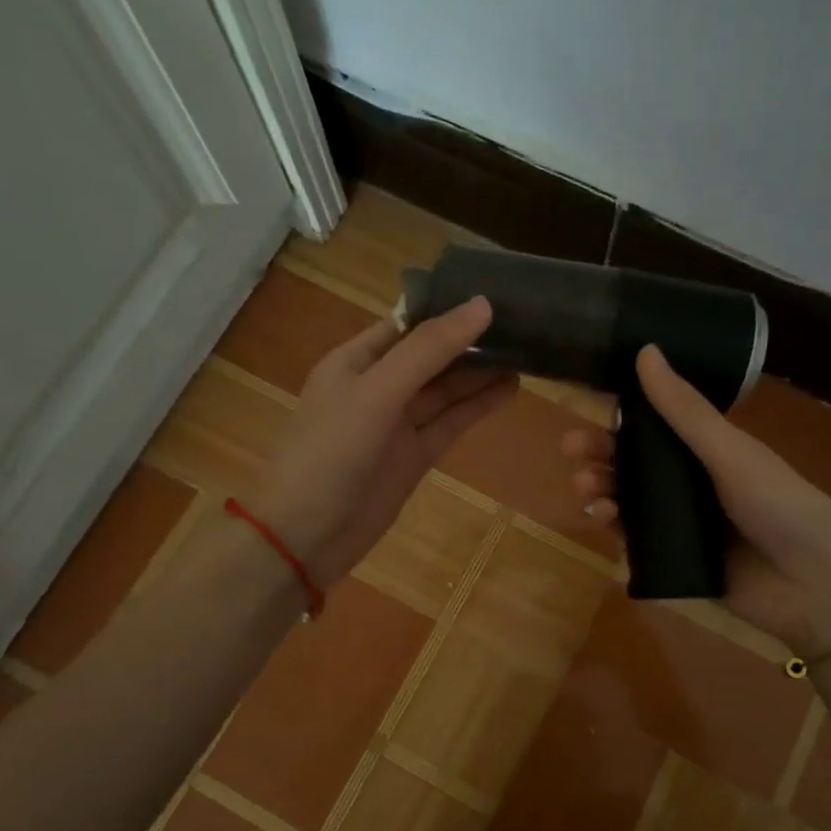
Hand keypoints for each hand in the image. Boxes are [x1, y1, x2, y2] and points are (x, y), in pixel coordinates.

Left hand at [254, 297, 515, 586]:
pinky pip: (450, 424)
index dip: (447, 309)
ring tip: (525, 351)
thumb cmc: (330, 453)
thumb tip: (482, 305)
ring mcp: (397, 425)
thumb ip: (428, 351)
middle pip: (431, 356)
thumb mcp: (376, 392)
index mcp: (355, 361)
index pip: (407, 324)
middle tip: (522, 322)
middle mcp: (377, 387)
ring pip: (445, 391)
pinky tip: (509, 389)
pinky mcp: (414, 458)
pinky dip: (477, 408)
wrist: (304, 537)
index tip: (494, 294)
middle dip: (470, 341)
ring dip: (480, 373)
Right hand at [564, 346, 830, 654]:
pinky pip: (634, 537)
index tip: (588, 405)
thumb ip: (686, 410)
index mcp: (710, 449)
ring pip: (628, 497)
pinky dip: (613, 525)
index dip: (621, 414)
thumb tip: (646, 350)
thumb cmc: (781, 507)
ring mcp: (683, 522)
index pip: (655, 424)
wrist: (815, 589)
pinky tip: (601, 517)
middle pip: (634, 461)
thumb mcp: (731, 453)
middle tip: (573, 449)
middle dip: (601, 452)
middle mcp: (693, 481)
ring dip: (601, 486)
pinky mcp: (675, 559)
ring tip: (586, 487)